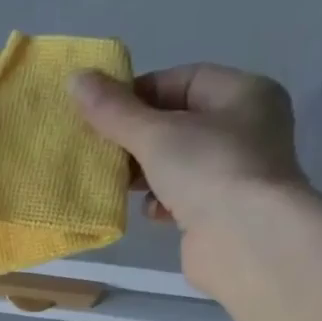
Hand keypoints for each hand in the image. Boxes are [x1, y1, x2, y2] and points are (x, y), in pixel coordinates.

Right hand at [69, 65, 307, 285]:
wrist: (246, 241)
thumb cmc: (208, 170)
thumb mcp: (155, 134)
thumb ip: (114, 111)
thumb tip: (75, 79)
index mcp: (243, 94)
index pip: (182, 80)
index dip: (139, 94)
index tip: (102, 114)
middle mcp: (246, 128)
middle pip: (178, 122)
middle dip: (137, 137)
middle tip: (103, 150)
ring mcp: (236, 172)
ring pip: (177, 162)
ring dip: (145, 172)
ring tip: (118, 182)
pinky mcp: (222, 210)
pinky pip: (183, 196)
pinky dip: (161, 200)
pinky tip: (150, 210)